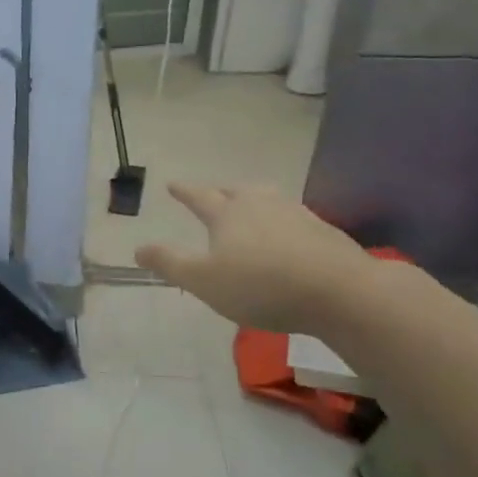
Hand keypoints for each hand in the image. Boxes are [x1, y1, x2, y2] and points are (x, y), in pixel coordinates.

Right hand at [135, 183, 370, 334]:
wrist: (340, 291)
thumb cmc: (260, 285)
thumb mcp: (203, 280)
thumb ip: (169, 263)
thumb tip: (138, 248)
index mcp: (227, 213)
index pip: (199, 197)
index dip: (184, 192)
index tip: (172, 185)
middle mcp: (260, 204)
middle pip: (236, 191)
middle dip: (220, 193)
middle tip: (212, 196)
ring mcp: (296, 214)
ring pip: (267, 200)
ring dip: (253, 202)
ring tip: (249, 210)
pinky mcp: (323, 231)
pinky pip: (292, 218)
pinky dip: (280, 222)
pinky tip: (285, 237)